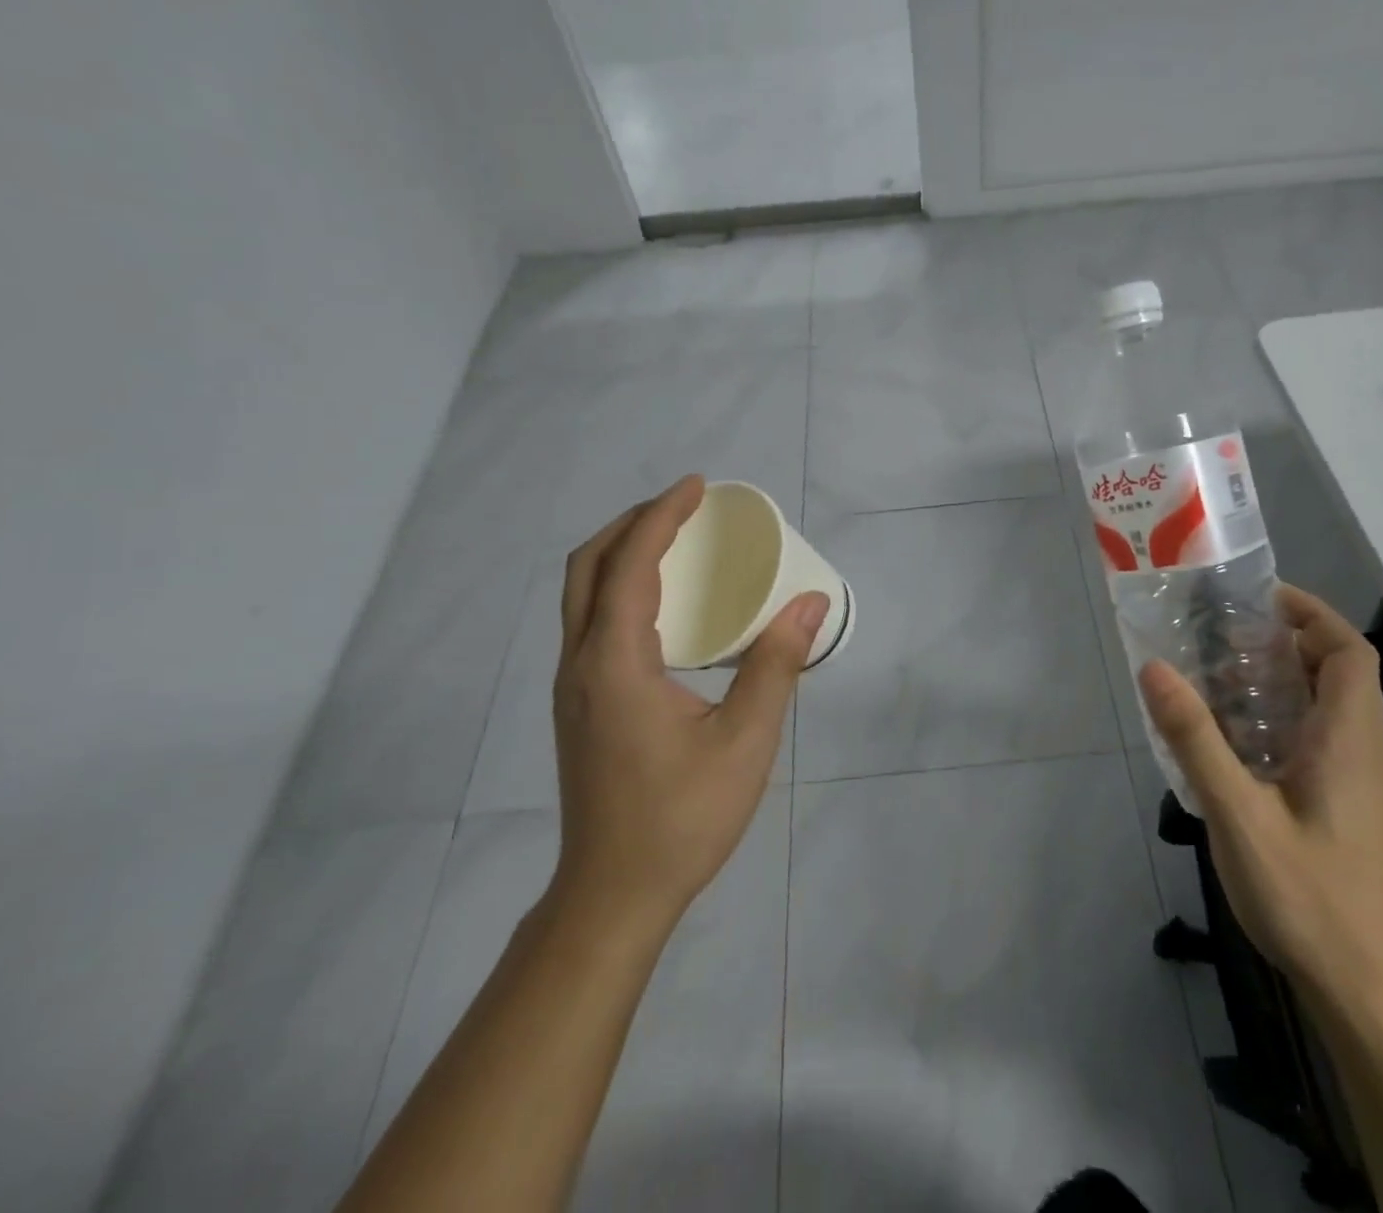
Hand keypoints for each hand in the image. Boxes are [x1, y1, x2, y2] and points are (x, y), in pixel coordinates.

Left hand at [548, 475, 827, 928]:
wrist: (613, 895)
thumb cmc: (682, 819)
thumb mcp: (745, 741)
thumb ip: (776, 665)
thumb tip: (810, 602)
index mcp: (615, 663)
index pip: (630, 564)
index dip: (662, 516)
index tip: (698, 487)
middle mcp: (581, 664)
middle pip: (588, 567)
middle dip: (632, 523)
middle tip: (684, 508)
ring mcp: (572, 686)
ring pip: (581, 594)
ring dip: (621, 553)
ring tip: (674, 541)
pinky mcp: (578, 704)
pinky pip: (589, 621)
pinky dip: (618, 587)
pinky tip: (662, 604)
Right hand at [1139, 585, 1382, 1006]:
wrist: (1364, 989)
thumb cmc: (1306, 896)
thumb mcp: (1238, 813)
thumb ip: (1195, 738)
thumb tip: (1154, 669)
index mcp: (1351, 741)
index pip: (1350, 652)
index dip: (1312, 614)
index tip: (1258, 600)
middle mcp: (1369, 752)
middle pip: (1342, 672)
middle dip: (1290, 640)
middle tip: (1225, 635)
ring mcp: (1367, 783)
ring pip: (1336, 705)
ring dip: (1288, 678)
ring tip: (1224, 675)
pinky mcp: (1356, 806)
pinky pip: (1329, 737)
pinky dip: (1290, 715)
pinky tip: (1243, 739)